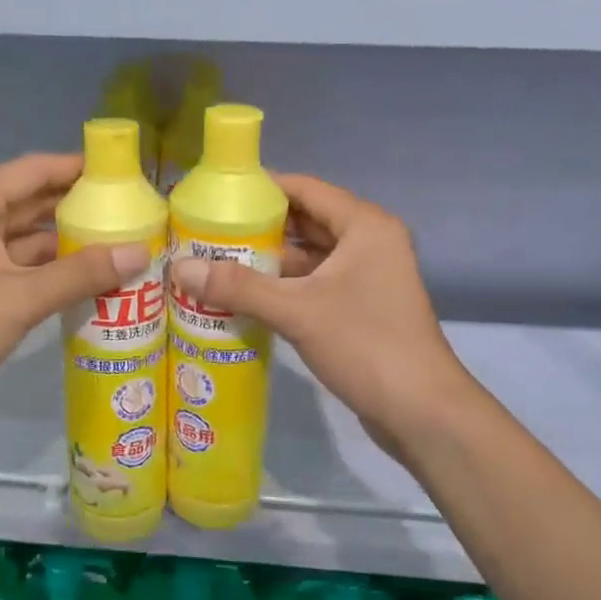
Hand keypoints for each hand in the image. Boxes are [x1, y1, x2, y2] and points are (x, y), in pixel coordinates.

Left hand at [0, 153, 147, 429]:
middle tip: (134, 212)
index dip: (77, 167)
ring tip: (124, 245)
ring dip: (72, 245)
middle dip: (80, 207)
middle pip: (35, 204)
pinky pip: (28, 273)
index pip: (33, 171)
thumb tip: (140, 251)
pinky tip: (96, 283)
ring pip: (33, 242)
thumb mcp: (20, 296)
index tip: (123, 172)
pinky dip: (57, 275)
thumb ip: (81, 274)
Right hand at [168, 174, 469, 456]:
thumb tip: (179, 268)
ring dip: (269, 261)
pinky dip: (283, 288)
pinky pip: (314, 285)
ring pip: (309, 257)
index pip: (306, 189)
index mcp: (364, 226)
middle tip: (206, 231)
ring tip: (216, 263)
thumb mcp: (297, 311)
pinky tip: (245, 297)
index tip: (216, 195)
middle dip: (258, 228)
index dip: (262, 188)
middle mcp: (369, 243)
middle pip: (305, 222)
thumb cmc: (365, 345)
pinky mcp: (361, 308)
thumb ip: (238, 287)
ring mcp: (367, 277)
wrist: (421, 411)